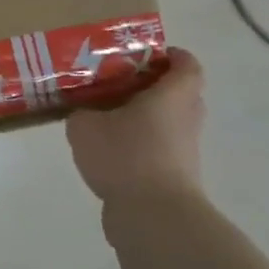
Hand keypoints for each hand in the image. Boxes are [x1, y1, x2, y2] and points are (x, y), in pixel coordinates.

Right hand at [66, 47, 205, 206]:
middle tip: (115, 81)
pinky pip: (159, 146)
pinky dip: (139, 141)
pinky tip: (107, 148)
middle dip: (150, 84)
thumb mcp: (85, 126)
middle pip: (178, 92)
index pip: (186, 64)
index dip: (169, 54)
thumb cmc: (125, 156)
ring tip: (105, 115)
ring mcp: (184, 148)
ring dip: (143, 115)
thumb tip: (85, 114)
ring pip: (168, 120)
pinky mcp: (175, 173)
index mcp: (172, 96)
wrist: (153, 214)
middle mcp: (186, 118)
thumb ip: (82, 112)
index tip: (141, 54)